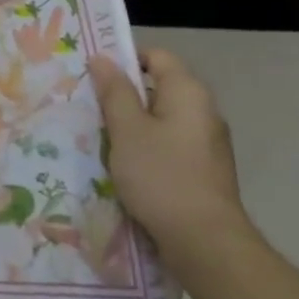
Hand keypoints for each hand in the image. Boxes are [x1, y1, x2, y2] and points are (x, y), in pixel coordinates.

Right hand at [90, 48, 248, 273]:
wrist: (205, 242)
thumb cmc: (161, 176)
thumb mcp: (127, 130)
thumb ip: (114, 91)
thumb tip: (103, 58)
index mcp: (188, 92)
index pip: (156, 56)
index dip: (124, 59)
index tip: (94, 77)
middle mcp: (204, 111)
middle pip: (159, 87)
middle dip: (124, 95)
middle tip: (91, 108)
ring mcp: (208, 142)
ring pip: (162, 119)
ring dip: (134, 125)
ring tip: (103, 140)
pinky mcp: (205, 170)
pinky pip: (170, 144)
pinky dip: (148, 148)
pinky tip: (127, 167)